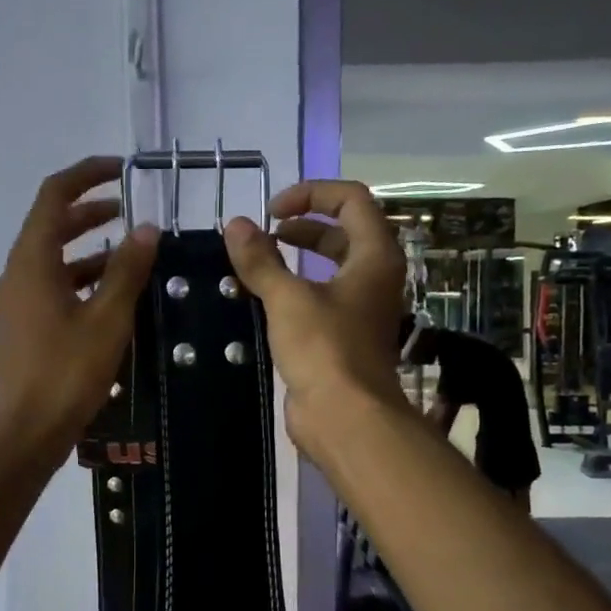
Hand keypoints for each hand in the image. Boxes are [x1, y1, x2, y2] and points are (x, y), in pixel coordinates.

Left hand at [0, 156, 158, 460]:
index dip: (87, 175)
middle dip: (90, 211)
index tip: (123, 171)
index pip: (54, 195)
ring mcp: (17, 302)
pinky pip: (52, 287)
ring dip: (88, 248)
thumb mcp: (107, 319)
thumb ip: (127, 270)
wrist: (26, 432)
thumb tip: (146, 228)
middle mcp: (18, 273)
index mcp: (32, 261)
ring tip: (130, 254)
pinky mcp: (23, 327)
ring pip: (53, 259)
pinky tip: (111, 296)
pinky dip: (81, 279)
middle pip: (51, 224)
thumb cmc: (66, 372)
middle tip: (130, 211)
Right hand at [222, 180, 404, 458]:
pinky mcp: (344, 336)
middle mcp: (375, 277)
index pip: (352, 199)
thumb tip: (235, 225)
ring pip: (332, 267)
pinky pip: (321, 298)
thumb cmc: (324, 349)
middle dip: (303, 226)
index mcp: (375, 256)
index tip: (273, 211)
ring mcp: (361, 309)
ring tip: (258, 263)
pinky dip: (295, 290)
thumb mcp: (287, 299)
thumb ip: (260, 260)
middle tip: (265, 235)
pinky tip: (263, 299)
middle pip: (344, 231)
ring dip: (297, 258)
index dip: (311, 193)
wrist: (345, 417)